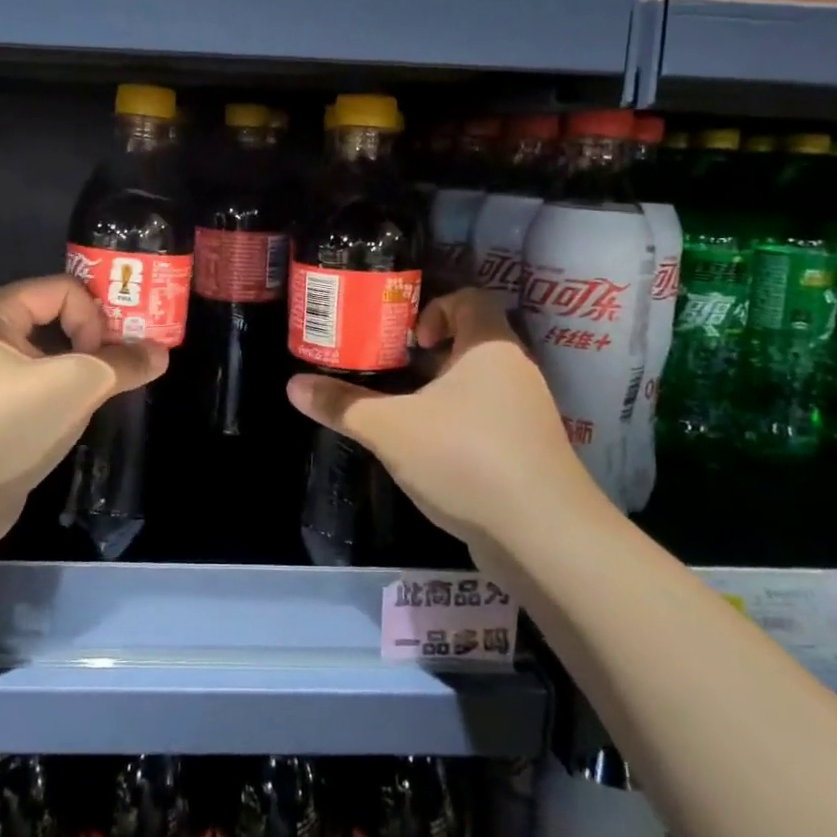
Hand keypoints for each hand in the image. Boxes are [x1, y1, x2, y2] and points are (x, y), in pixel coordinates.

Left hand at [0, 276, 164, 557]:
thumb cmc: (3, 424)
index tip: (109, 355)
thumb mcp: (74, 385)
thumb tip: (161, 353)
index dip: (95, 316)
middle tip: (130, 365)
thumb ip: (122, 364)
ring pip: (49, 362)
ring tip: (113, 393)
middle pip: (57, 321)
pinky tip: (81, 420)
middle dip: (97, 342)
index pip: (64, 290)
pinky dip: (64, 401)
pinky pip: (38, 394)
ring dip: (84, 374)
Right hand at [286, 289, 605, 548]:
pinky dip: (457, 427)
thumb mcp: (390, 429)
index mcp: (490, 348)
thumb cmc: (466, 458)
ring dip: (440, 394)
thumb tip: (292, 386)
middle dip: (427, 357)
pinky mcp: (529, 454)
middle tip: (389, 373)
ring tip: (401, 414)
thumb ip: (342, 406)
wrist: (543, 538)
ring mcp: (527, 415)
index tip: (407, 339)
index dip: (435, 308)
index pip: (471, 299)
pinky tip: (428, 454)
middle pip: (471, 344)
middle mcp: (515, 373)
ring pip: (478, 387)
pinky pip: (487, 422)